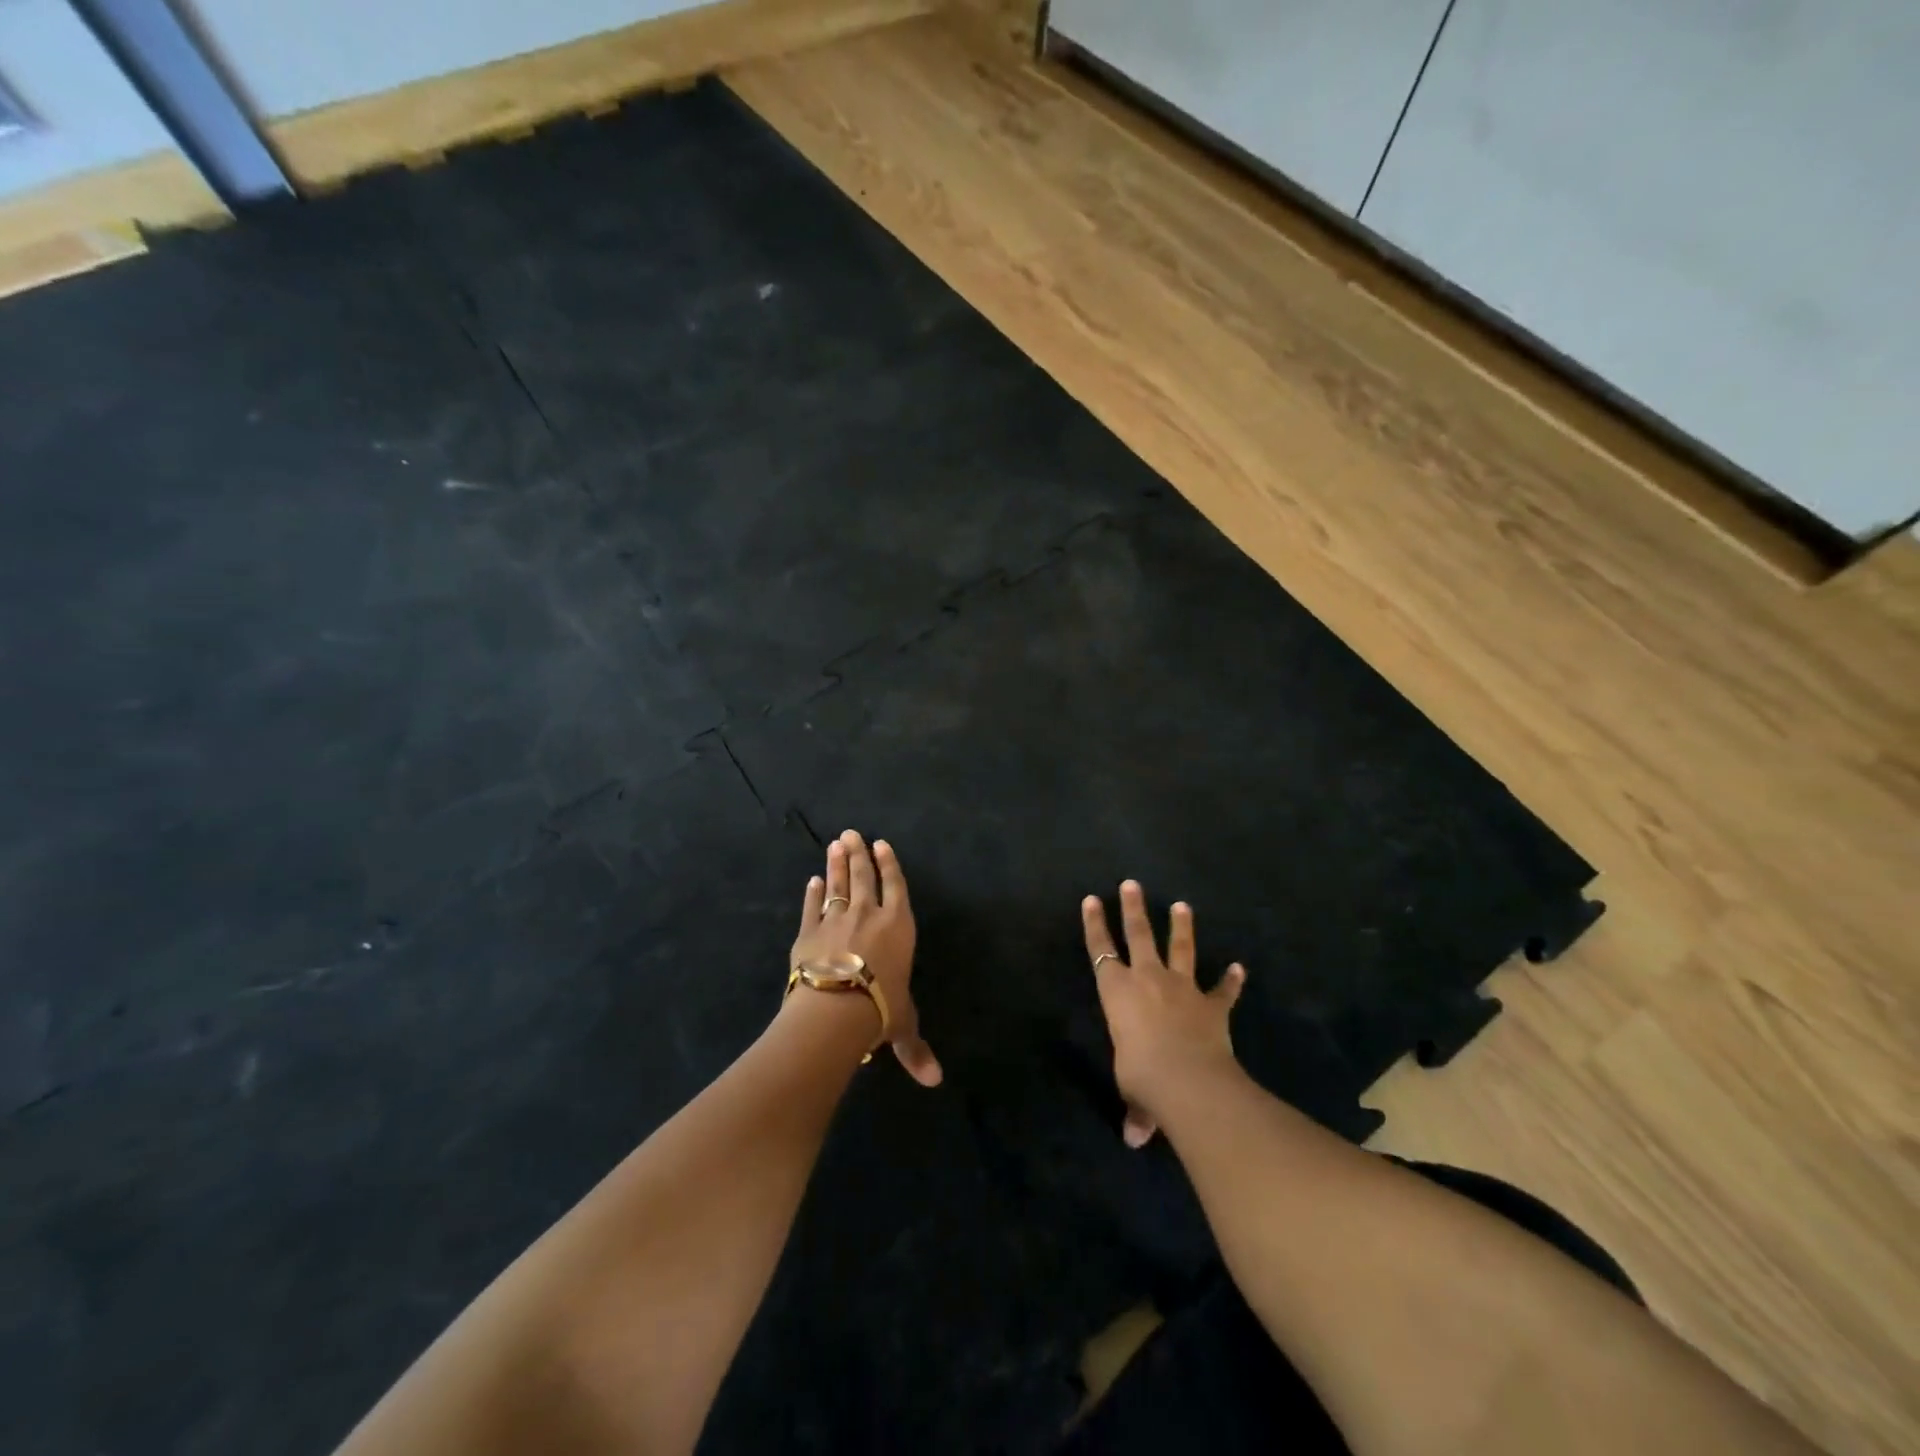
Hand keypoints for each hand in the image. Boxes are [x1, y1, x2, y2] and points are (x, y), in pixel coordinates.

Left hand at [788, 830, 942, 1086]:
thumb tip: (935, 1081)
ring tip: (835, 843)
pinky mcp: (808, 932)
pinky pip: (811, 907)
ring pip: (837, 884)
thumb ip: (915, 1048)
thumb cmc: (880, 1010)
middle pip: (863, 877)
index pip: (896, 887)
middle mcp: (868, 915)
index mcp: (897, 926)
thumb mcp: (902, 1026)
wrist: (836, 1008)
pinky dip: (812, 894)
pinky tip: (811, 881)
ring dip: (836, 863)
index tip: (882, 844)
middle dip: (859, 854)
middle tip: (852, 833)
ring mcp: (836, 920)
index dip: (890, 864)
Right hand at [1083, 880, 1246, 1147]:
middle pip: (1138, 934)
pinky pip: (1222, 990)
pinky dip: (1231, 981)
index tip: (1090, 899)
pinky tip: (1239, 968)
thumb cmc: (1142, 1076)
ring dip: (1182, 927)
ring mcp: (1182, 988)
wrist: (1188, 1079)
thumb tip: (1135, 1139)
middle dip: (1133, 908)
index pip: (1099, 950)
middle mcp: (1147, 979)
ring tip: (1183, 905)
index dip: (1093, 924)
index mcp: (1116, 991)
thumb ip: (1137, 1109)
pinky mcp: (1212, 1005)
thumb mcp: (1132, 1091)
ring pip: (1180, 948)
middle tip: (1132, 884)